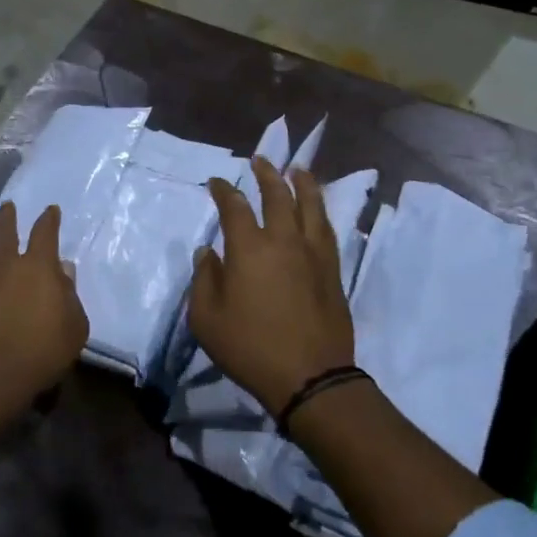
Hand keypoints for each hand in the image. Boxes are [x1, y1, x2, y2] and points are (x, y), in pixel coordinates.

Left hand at [0, 201, 88, 434]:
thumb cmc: (42, 352)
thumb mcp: (74, 326)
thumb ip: (70, 295)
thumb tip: (62, 270)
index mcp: (37, 267)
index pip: (45, 233)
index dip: (49, 219)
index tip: (50, 210)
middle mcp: (3, 266)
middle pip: (4, 232)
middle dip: (7, 217)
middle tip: (8, 207)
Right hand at [190, 156, 354, 415]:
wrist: (310, 376)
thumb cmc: (250, 347)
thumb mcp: (206, 319)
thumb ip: (204, 279)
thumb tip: (207, 252)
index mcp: (249, 248)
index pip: (234, 206)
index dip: (223, 190)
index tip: (216, 182)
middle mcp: (283, 240)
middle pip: (277, 195)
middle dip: (266, 174)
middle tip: (260, 160)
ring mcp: (313, 253)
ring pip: (310, 205)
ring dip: (302, 183)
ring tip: (297, 169)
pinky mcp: (332, 269)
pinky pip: (327, 228)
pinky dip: (320, 210)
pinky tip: (317, 208)